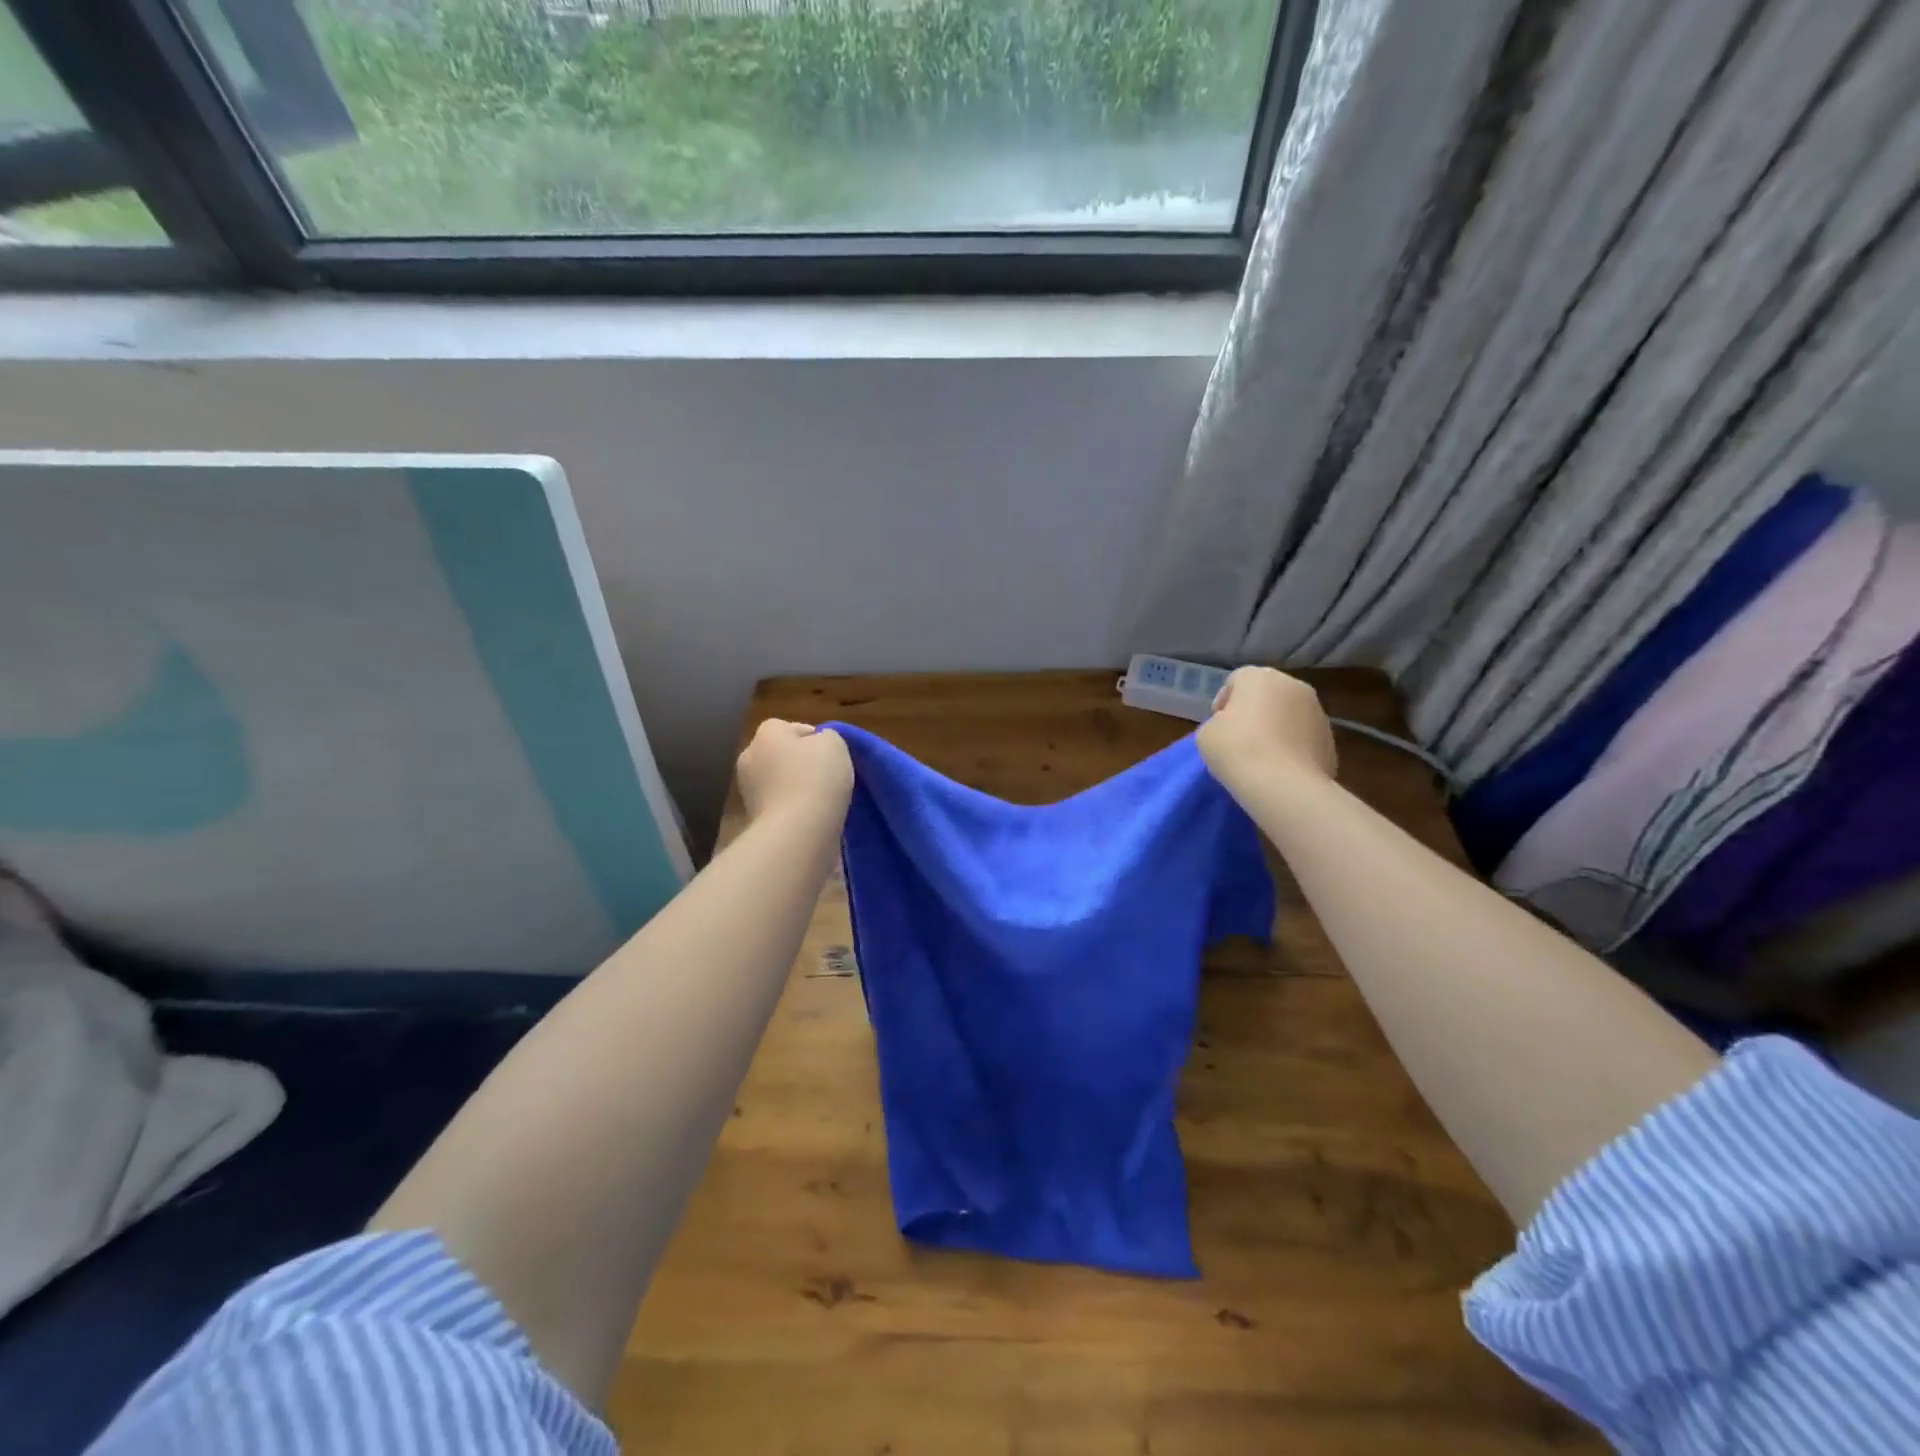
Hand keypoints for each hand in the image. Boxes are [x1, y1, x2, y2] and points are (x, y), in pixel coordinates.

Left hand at [737, 720, 853, 825]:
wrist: (798, 832)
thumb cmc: (816, 778)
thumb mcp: (835, 743)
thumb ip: (827, 737)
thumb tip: (818, 745)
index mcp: (766, 734)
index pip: (789, 728)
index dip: (812, 738)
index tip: (830, 754)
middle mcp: (750, 758)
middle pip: (780, 755)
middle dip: (800, 763)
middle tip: (828, 775)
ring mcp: (749, 791)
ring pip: (779, 782)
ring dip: (796, 788)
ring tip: (823, 800)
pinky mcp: (754, 819)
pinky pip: (779, 806)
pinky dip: (794, 809)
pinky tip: (813, 817)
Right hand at [1196, 666, 1335, 795]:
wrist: (1284, 786)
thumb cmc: (1237, 750)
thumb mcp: (1206, 733)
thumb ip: (1217, 722)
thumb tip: (1232, 727)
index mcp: (1260, 677)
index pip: (1236, 680)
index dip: (1223, 701)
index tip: (1218, 725)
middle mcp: (1293, 685)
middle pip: (1267, 693)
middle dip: (1253, 710)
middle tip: (1239, 738)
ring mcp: (1318, 711)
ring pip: (1289, 713)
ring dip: (1276, 727)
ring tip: (1262, 756)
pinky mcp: (1330, 738)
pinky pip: (1303, 736)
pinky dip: (1292, 746)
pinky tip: (1281, 767)